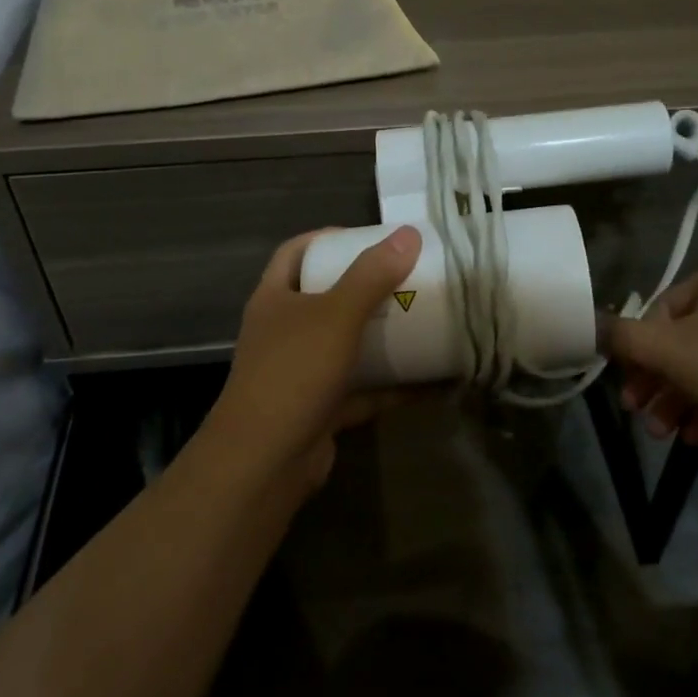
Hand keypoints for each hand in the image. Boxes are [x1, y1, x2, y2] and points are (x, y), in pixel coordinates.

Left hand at [210, 225, 422, 488]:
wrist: (265, 462)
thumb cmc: (293, 373)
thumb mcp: (335, 316)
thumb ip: (371, 276)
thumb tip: (408, 233)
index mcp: (274, 299)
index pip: (294, 252)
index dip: (326, 238)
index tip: (368, 237)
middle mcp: (284, 331)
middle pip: (324, 297)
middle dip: (363, 287)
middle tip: (406, 277)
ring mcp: (301, 373)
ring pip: (345, 345)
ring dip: (380, 336)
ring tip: (423, 321)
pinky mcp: (321, 408)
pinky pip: (363, 389)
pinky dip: (393, 385)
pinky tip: (432, 382)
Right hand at [604, 257, 697, 448]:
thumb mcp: (665, 352)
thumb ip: (622, 337)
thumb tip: (592, 325)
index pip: (665, 307)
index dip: (639, 349)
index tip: (628, 386)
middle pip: (691, 339)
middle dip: (660, 381)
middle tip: (641, 415)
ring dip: (683, 398)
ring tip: (666, 434)